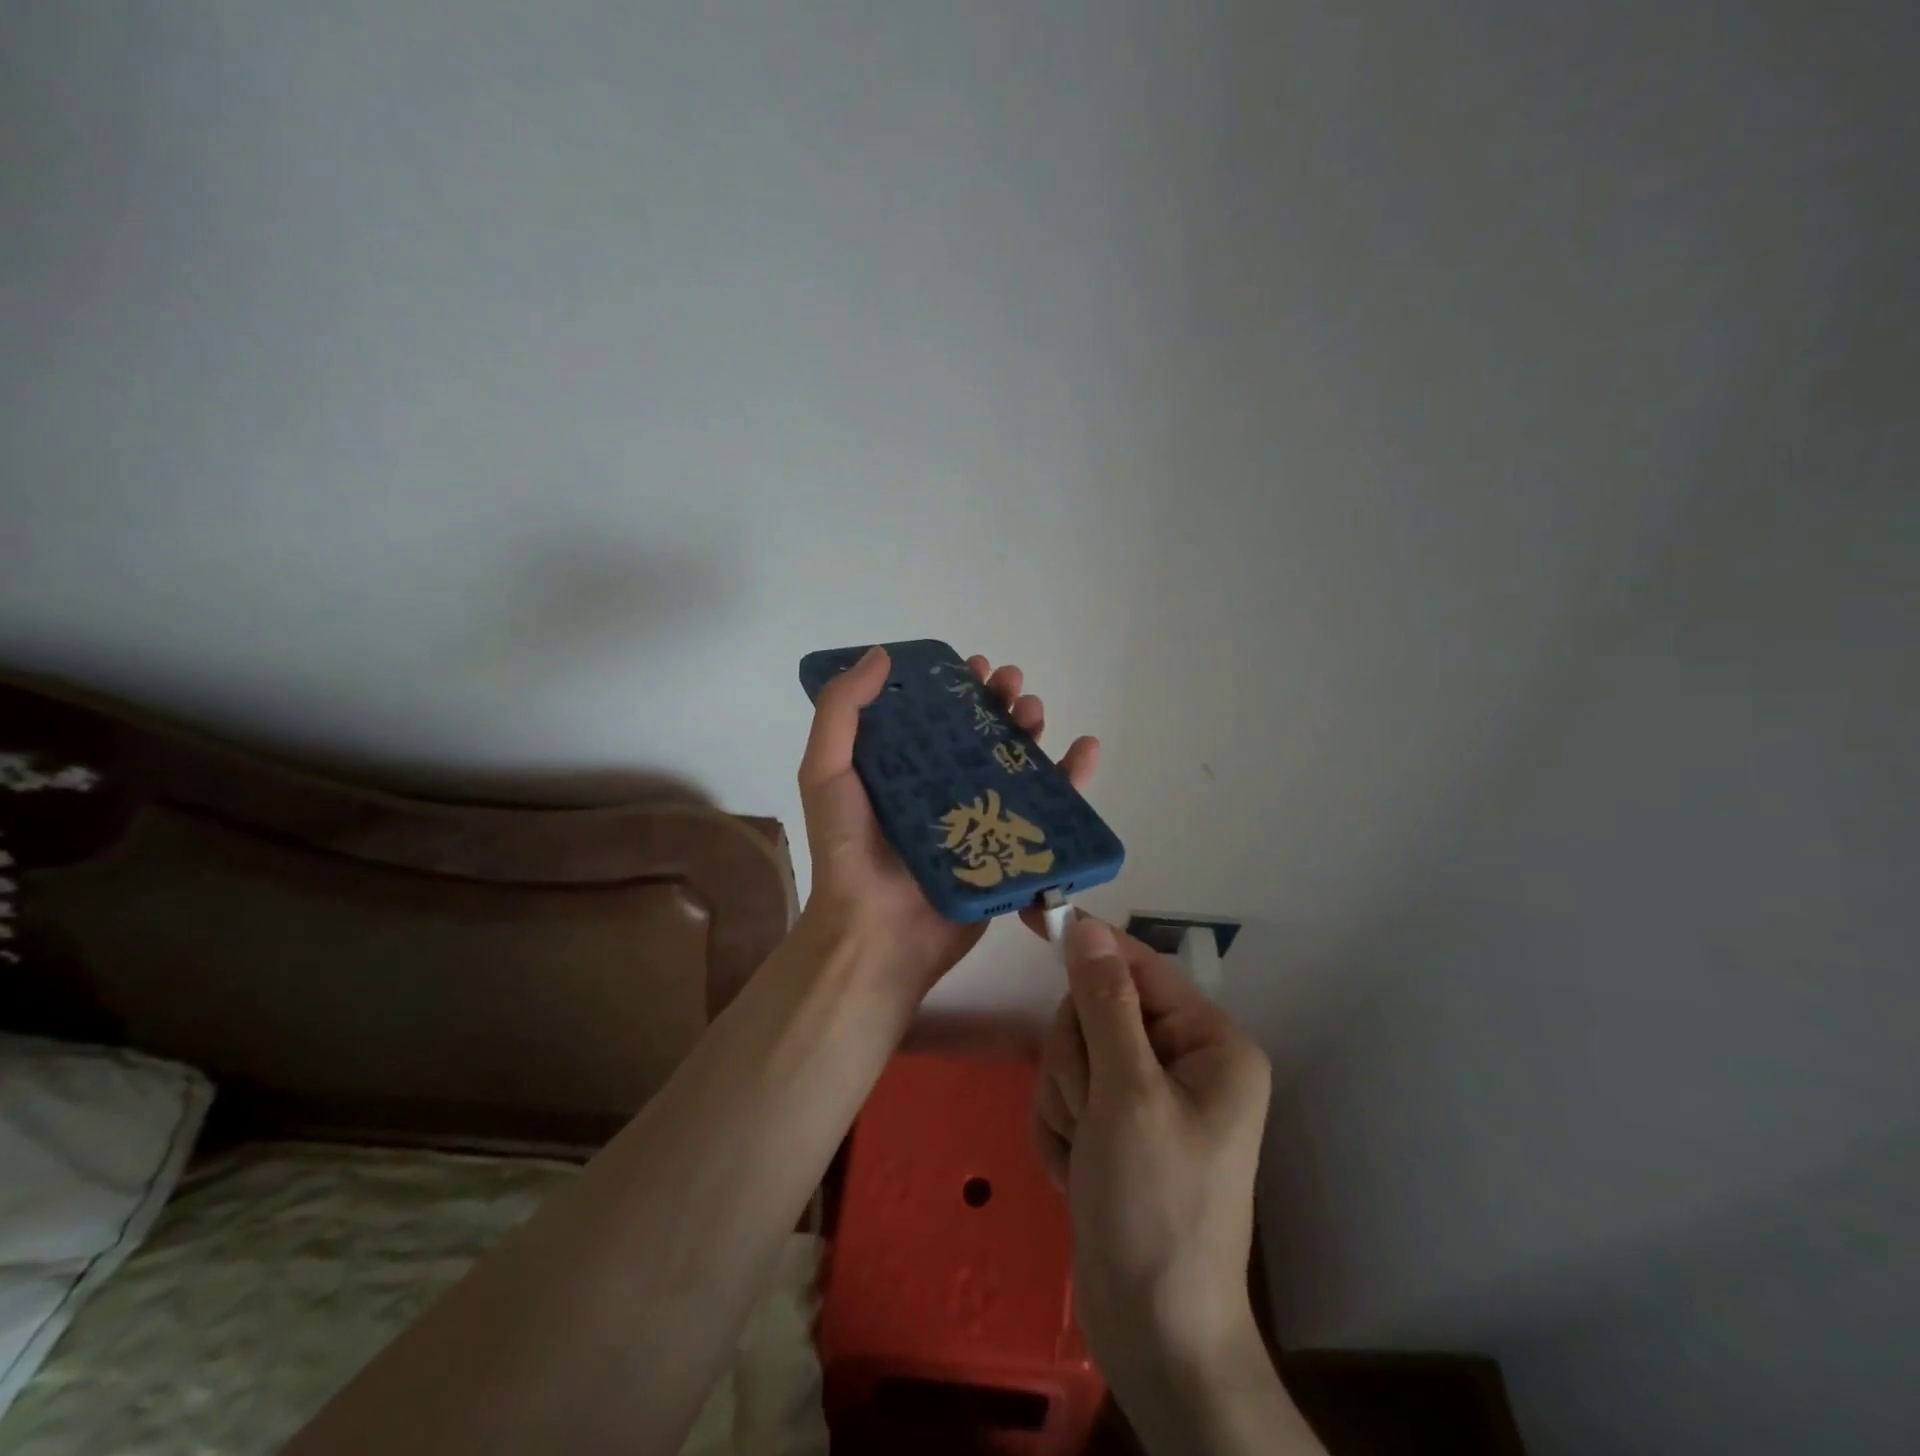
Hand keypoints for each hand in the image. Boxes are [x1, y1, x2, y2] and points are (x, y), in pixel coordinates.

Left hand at [798, 646, 1097, 996]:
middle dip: (1001, 700)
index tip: (973, 666)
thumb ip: (842, 711)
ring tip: (1035, 711)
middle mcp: (943, 786)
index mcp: (904, 766)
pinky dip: (1073, 778)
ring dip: (1032, 729)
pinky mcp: (1008, 848)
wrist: (875, 932)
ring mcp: (979, 817)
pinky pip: (1048, 808)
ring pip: (1017, 762)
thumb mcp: (826, 771)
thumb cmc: (847, 848)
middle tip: (1011, 685)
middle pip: (983, 732)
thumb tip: (880, 654)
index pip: (938, 713)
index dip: (957, 685)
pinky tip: (1086, 749)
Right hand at [1034, 918, 1272, 1397]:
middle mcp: (1182, 1061)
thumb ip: (1105, 1003)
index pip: (1137, 967)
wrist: (1152, 1336)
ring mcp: (1145, 1097)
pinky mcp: (1115, 1128)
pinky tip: (1080, 1174)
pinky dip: (1061, 1132)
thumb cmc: (1154, 1208)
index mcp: (1209, 1044)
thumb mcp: (1128, 1095)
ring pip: (1072, 1055)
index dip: (1089, 947)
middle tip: (1092, 1114)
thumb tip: (1087, 927)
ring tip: (1088, 1154)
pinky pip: (1066, 1096)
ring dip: (1066, 1103)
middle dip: (1077, 1063)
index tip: (1037, 913)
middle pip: (1095, 1012)